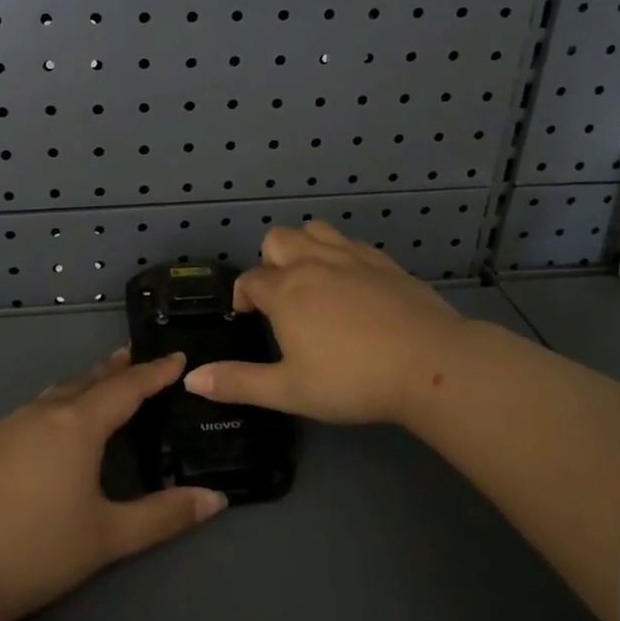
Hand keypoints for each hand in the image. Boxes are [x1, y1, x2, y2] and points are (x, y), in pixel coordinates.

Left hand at [0, 349, 224, 620]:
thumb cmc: (36, 552)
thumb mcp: (108, 537)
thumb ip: (164, 516)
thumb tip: (217, 499)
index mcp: (77, 426)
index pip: (127, 388)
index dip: (155, 372)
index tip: (176, 356)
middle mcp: (41, 414)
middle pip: (86, 382)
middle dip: (114, 370)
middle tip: (133, 357)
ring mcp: (3, 427)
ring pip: (51, 397)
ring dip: (79, 388)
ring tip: (94, 388)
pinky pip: (23, 417)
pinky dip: (47, 412)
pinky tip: (42, 433)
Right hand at [184, 222, 466, 426]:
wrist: (428, 363)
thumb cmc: (351, 380)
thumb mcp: (289, 390)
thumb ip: (239, 383)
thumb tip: (191, 378)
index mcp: (285, 291)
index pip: (250, 280)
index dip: (243, 297)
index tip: (248, 318)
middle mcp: (313, 263)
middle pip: (278, 239)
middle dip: (270, 262)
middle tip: (282, 299)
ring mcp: (351, 257)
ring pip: (315, 230)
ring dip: (304, 247)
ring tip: (313, 281)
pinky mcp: (384, 261)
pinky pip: (351, 242)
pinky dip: (340, 253)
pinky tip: (352, 282)